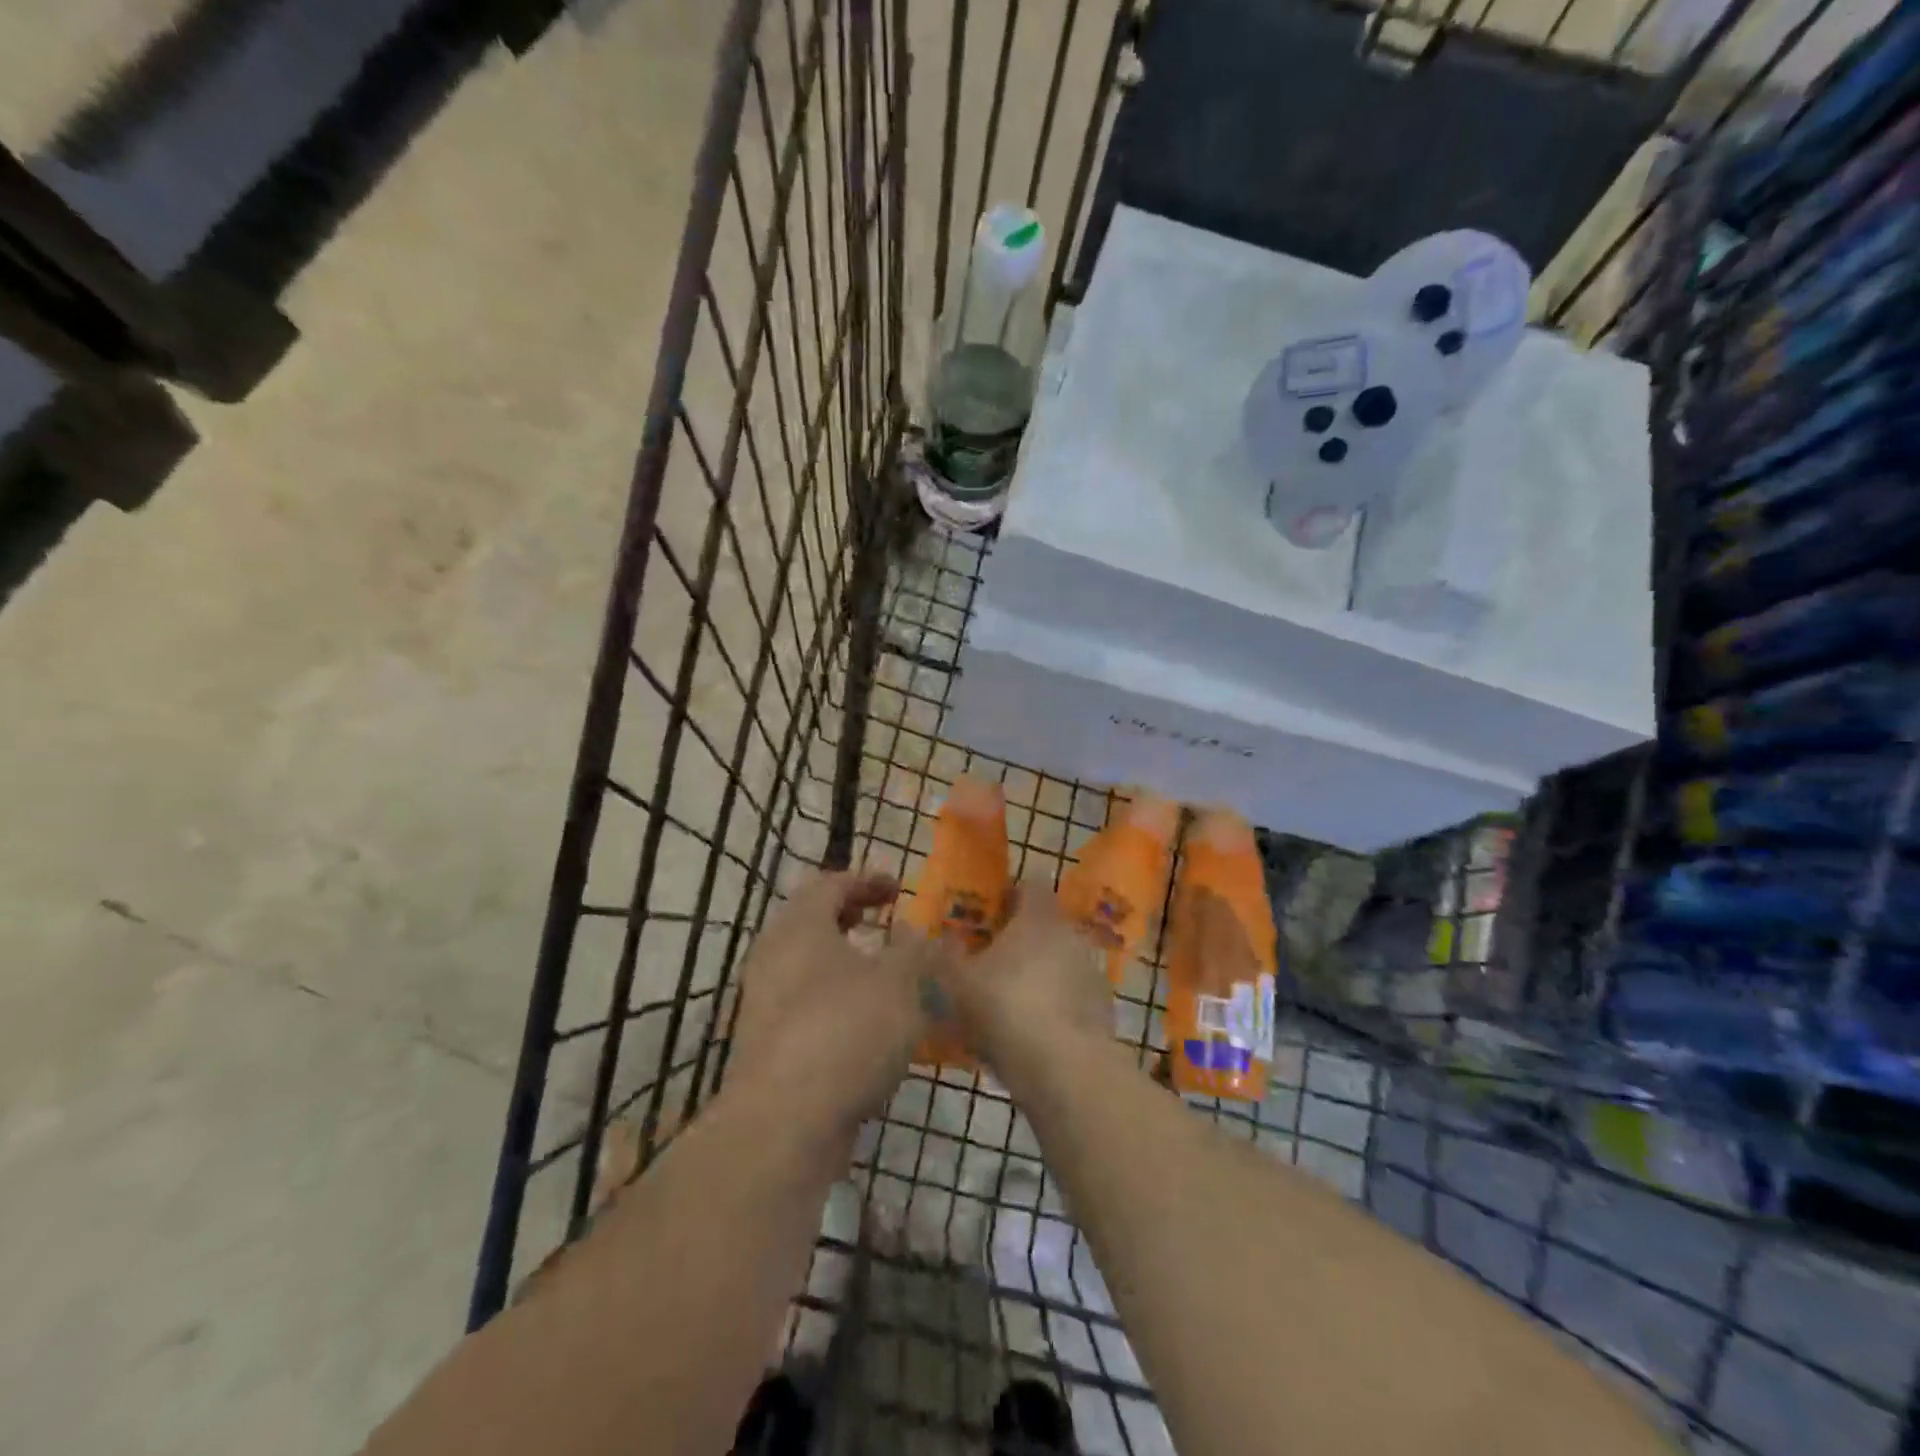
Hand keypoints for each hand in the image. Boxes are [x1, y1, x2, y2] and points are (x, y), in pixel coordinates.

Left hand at [727, 870, 929, 1138]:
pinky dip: (838, 1003)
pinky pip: (807, 1008)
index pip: (829, 884)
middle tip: (886, 924)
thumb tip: (921, 934)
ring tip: (886, 976)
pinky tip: (870, 1028)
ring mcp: (764, 1005)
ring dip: (847, 964)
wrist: (785, 1124)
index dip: (866, 880)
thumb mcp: (900, 982)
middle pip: (812, 923)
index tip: (899, 888)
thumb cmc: (846, 1031)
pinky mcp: (768, 1048)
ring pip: (809, 968)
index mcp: (800, 927)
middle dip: (852, 919)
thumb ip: (917, 951)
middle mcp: (773, 958)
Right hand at [935, 883, 1111, 1081]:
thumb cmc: (1005, 1008)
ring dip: (1041, 973)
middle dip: (1023, 938)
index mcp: (1038, 916)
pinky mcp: (1103, 1008)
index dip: (1012, 894)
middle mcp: (1070, 934)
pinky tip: (1036, 1033)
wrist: (1063, 1067)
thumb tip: (945, 937)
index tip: (993, 912)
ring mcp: (1091, 971)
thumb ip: (948, 954)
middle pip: (1046, 924)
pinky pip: (1073, 996)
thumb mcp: (958, 981)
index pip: (1031, 884)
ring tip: (1012, 1002)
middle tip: (994, 960)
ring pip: (1061, 961)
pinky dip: (1057, 1005)